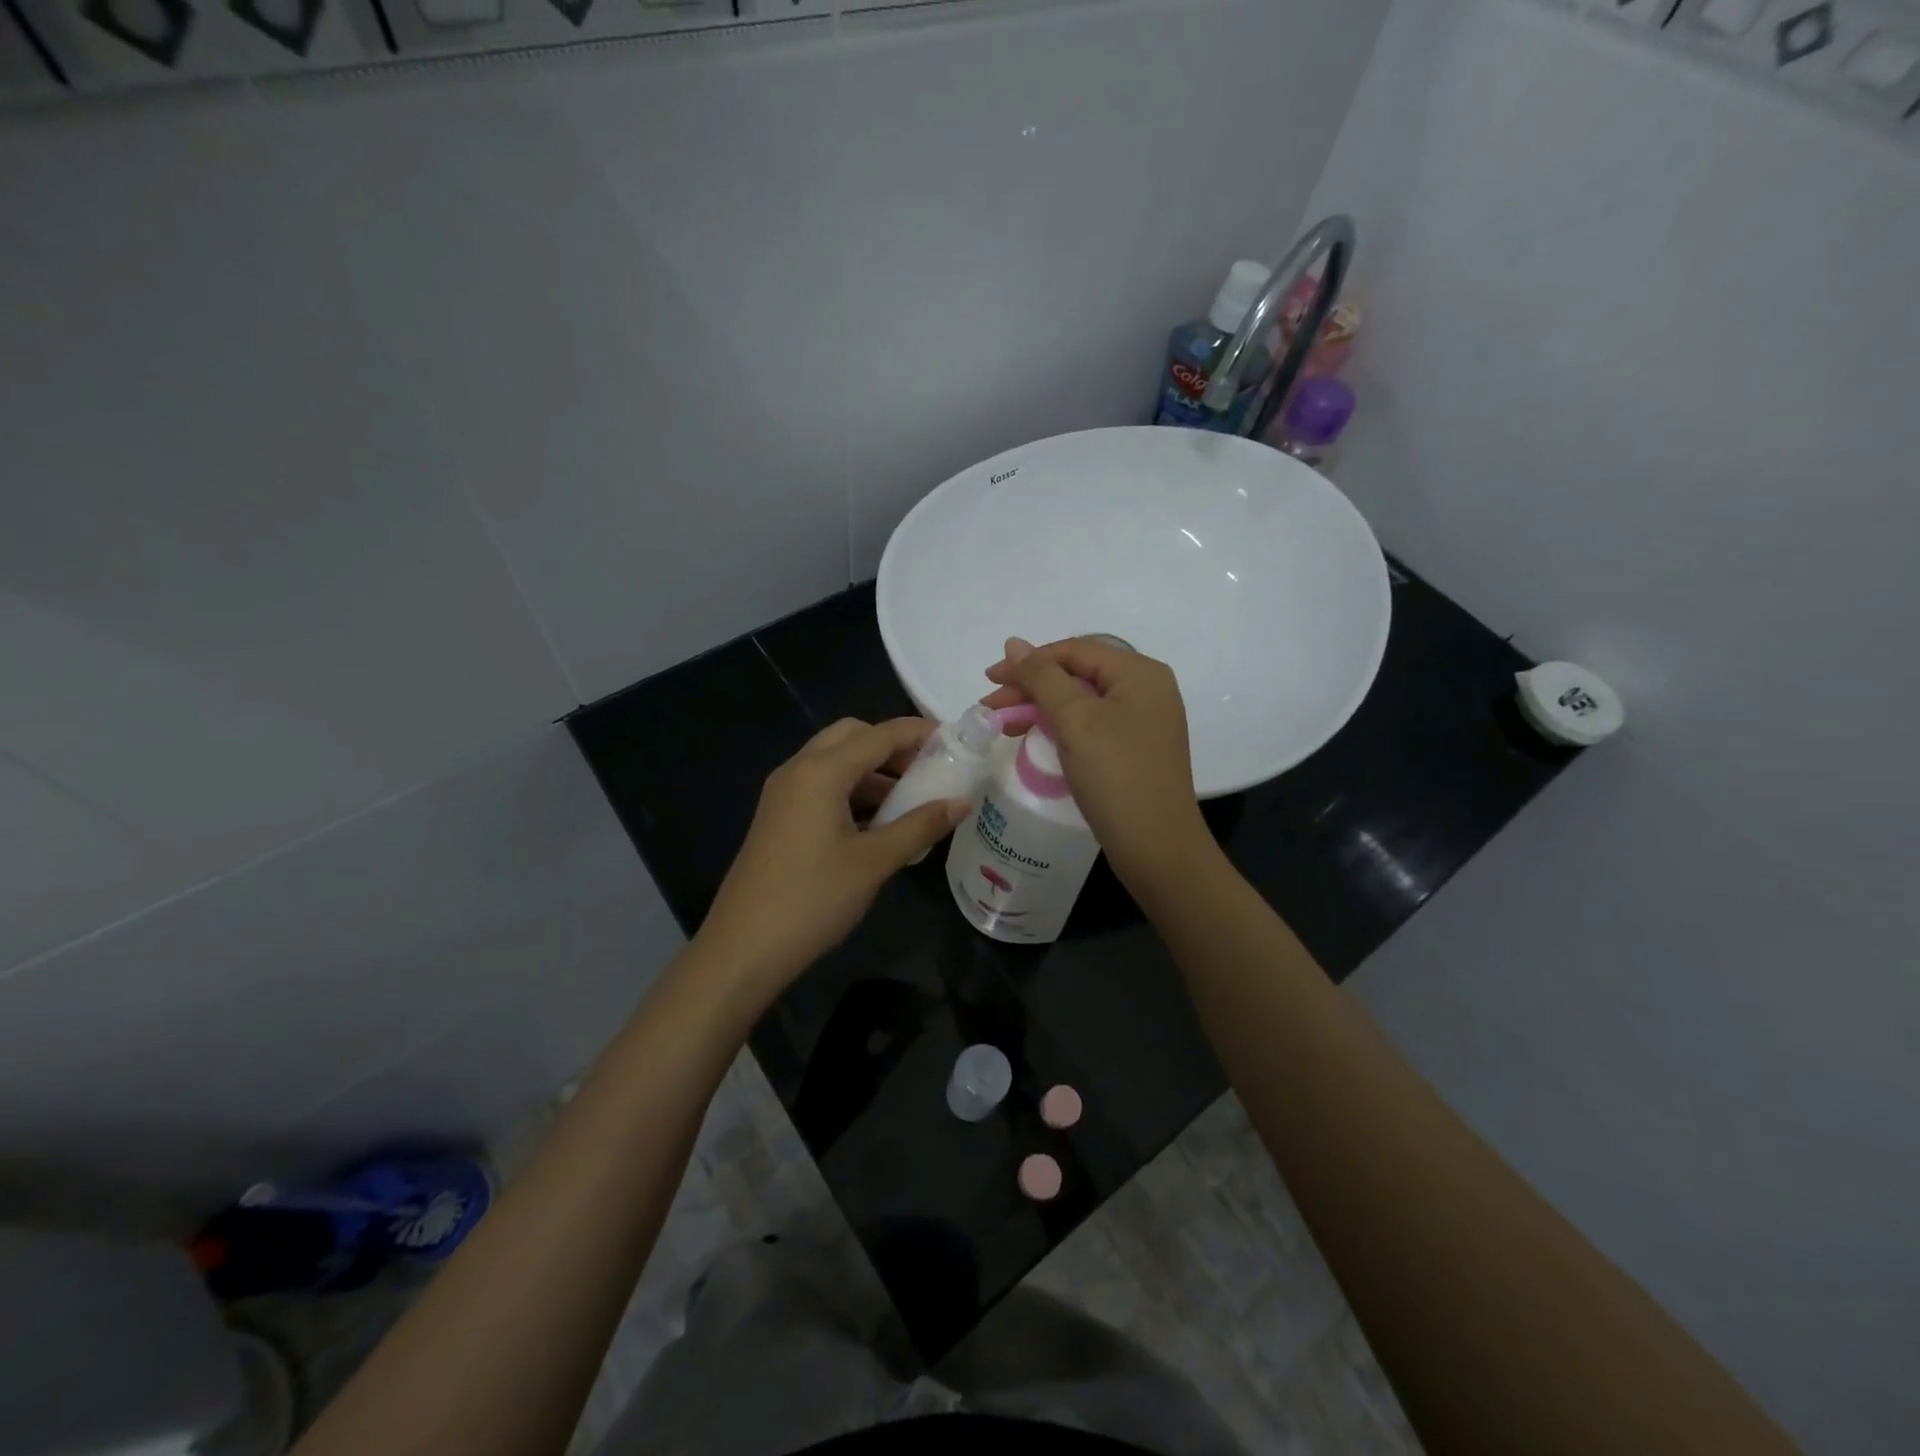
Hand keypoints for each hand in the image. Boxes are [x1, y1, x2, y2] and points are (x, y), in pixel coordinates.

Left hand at [697, 717, 969, 1013]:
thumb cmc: (813, 899)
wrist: (743, 949)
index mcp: (821, 772)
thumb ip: (920, 826)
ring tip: (911, 798)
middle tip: (928, 769)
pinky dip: (852, 789)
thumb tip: (962, 803)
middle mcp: (798, 770)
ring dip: (872, 769)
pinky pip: (821, 785)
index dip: (918, 732)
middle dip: (892, 745)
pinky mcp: (778, 816)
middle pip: (852, 736)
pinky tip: (877, 821)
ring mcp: (783, 793)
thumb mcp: (874, 861)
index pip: (879, 734)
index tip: (956, 741)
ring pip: (834, 760)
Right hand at [983, 637, 1210, 886]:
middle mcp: (1146, 690)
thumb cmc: (1116, 776)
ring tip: (1005, 724)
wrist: (1157, 847)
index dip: (1029, 661)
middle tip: (991, 705)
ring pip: (1081, 701)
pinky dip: (1059, 727)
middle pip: (1078, 674)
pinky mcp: (1134, 749)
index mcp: (1140, 673)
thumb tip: (1013, 643)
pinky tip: (1034, 738)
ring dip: (1040, 707)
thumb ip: (1042, 678)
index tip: (990, 679)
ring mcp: (1142, 722)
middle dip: (1031, 686)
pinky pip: (1090, 725)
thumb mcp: (1075, 720)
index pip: (1075, 650)